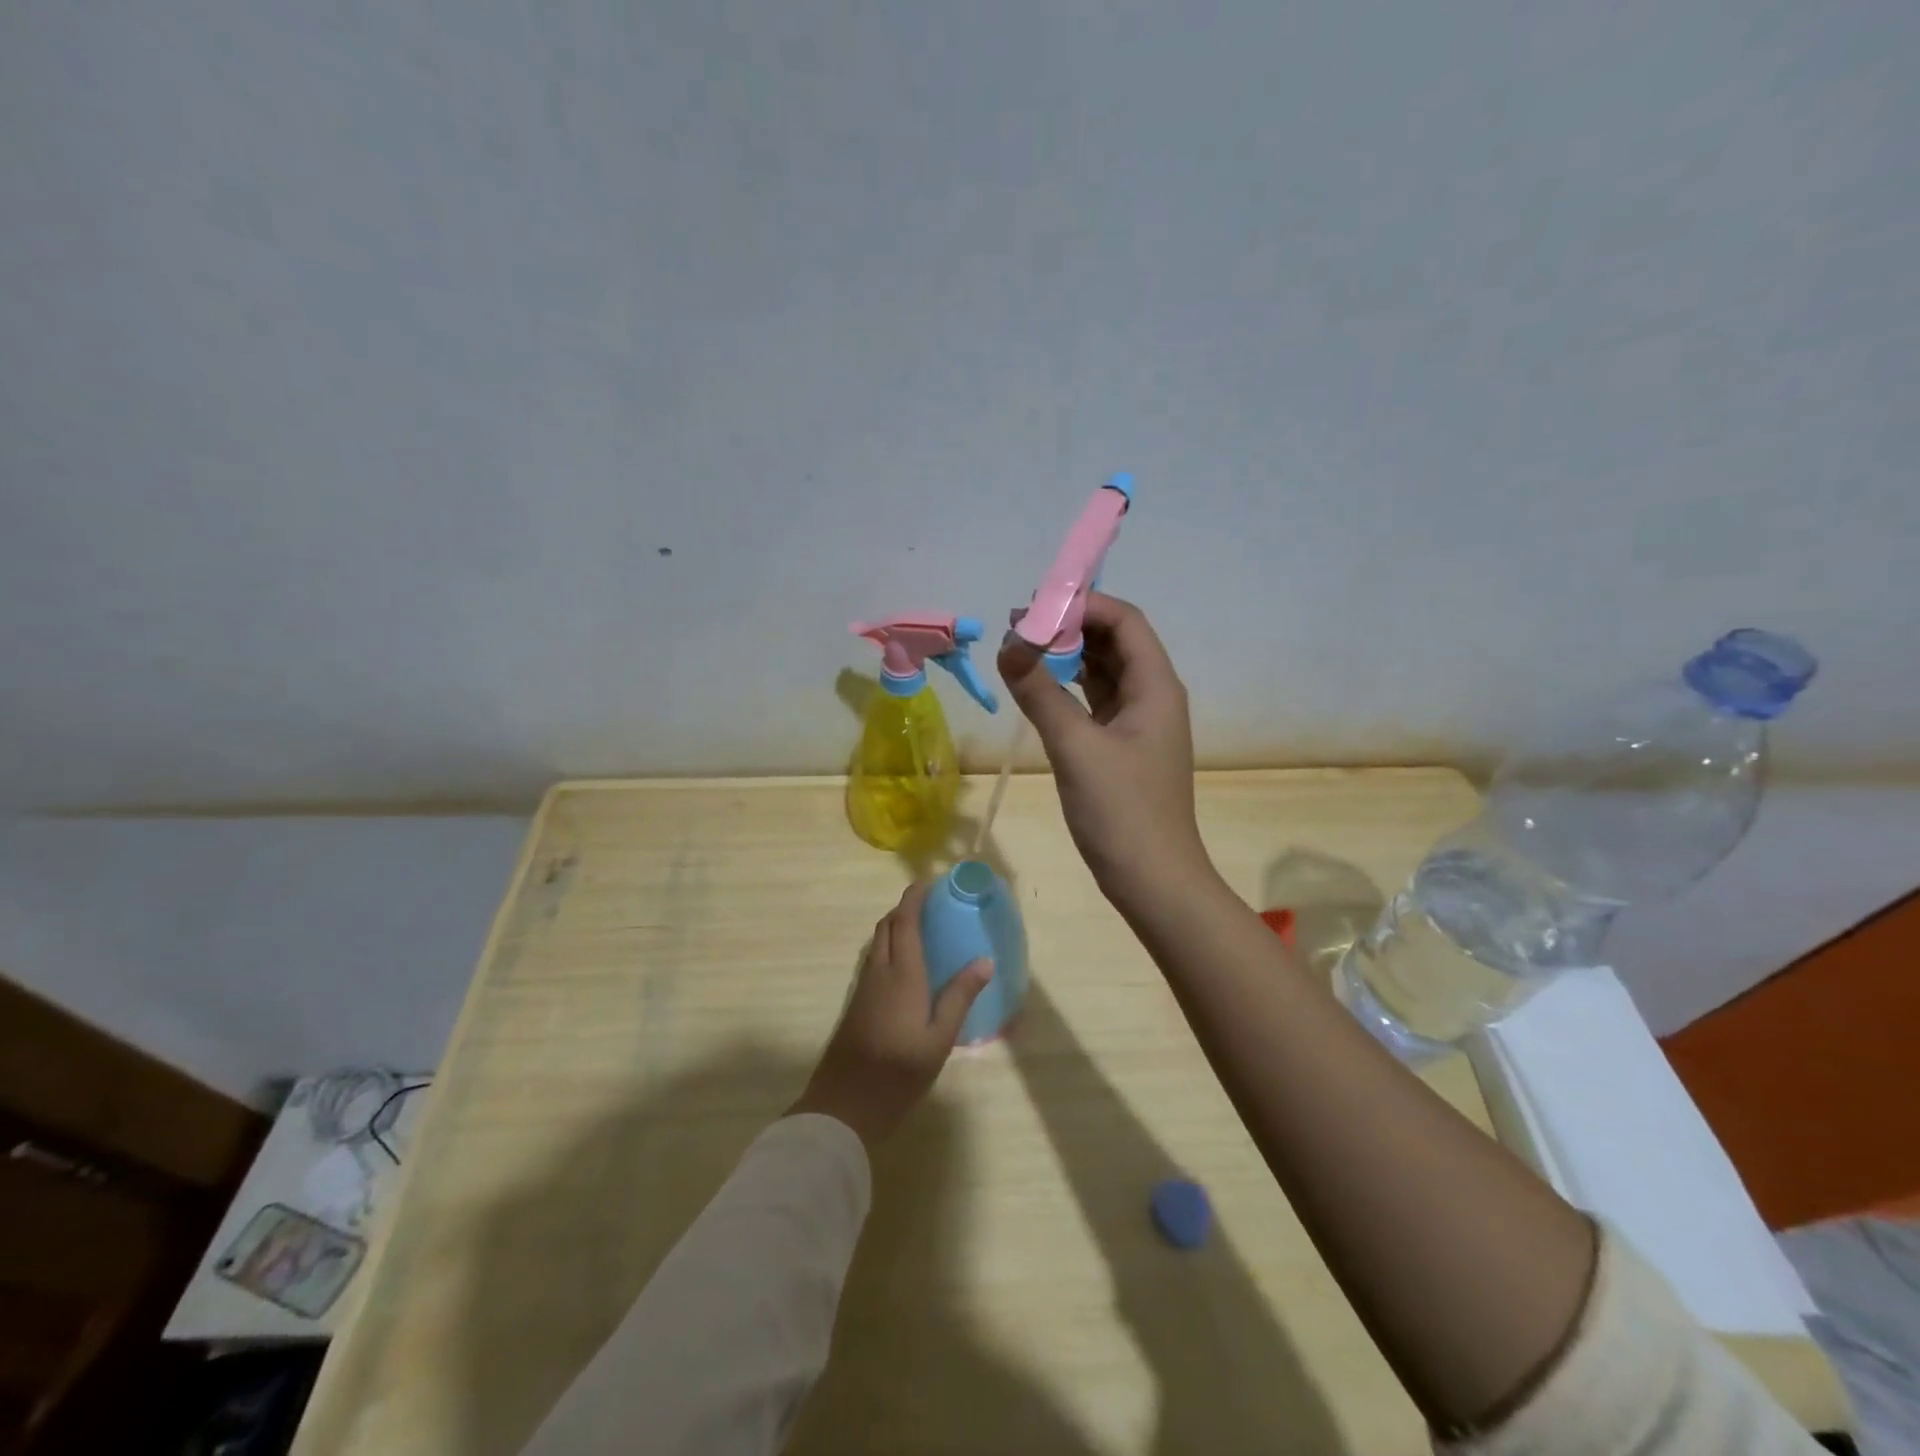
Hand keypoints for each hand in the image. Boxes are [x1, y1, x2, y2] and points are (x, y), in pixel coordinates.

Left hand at [789, 882, 991, 1148]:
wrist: (845, 1104)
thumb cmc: (899, 1071)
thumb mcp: (939, 1038)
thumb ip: (960, 996)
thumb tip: (985, 960)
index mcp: (902, 974)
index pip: (904, 922)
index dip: (913, 898)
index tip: (927, 882)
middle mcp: (879, 972)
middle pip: (886, 927)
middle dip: (904, 909)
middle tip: (929, 906)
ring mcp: (863, 988)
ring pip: (876, 943)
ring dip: (894, 928)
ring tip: (920, 932)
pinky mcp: (856, 1004)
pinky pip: (872, 960)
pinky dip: (887, 948)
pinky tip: (904, 967)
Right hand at [998, 592, 1213, 914]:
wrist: (1152, 880)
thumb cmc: (1121, 811)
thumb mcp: (1075, 747)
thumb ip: (1040, 692)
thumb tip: (1008, 644)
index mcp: (1155, 686)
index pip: (1124, 620)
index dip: (1083, 604)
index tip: (1034, 606)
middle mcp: (1152, 695)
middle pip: (1115, 641)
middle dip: (1070, 626)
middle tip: (1017, 625)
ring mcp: (1139, 722)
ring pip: (1103, 671)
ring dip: (1067, 656)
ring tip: (1022, 649)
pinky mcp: (1123, 746)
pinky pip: (1096, 701)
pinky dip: (1068, 687)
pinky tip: (1039, 687)